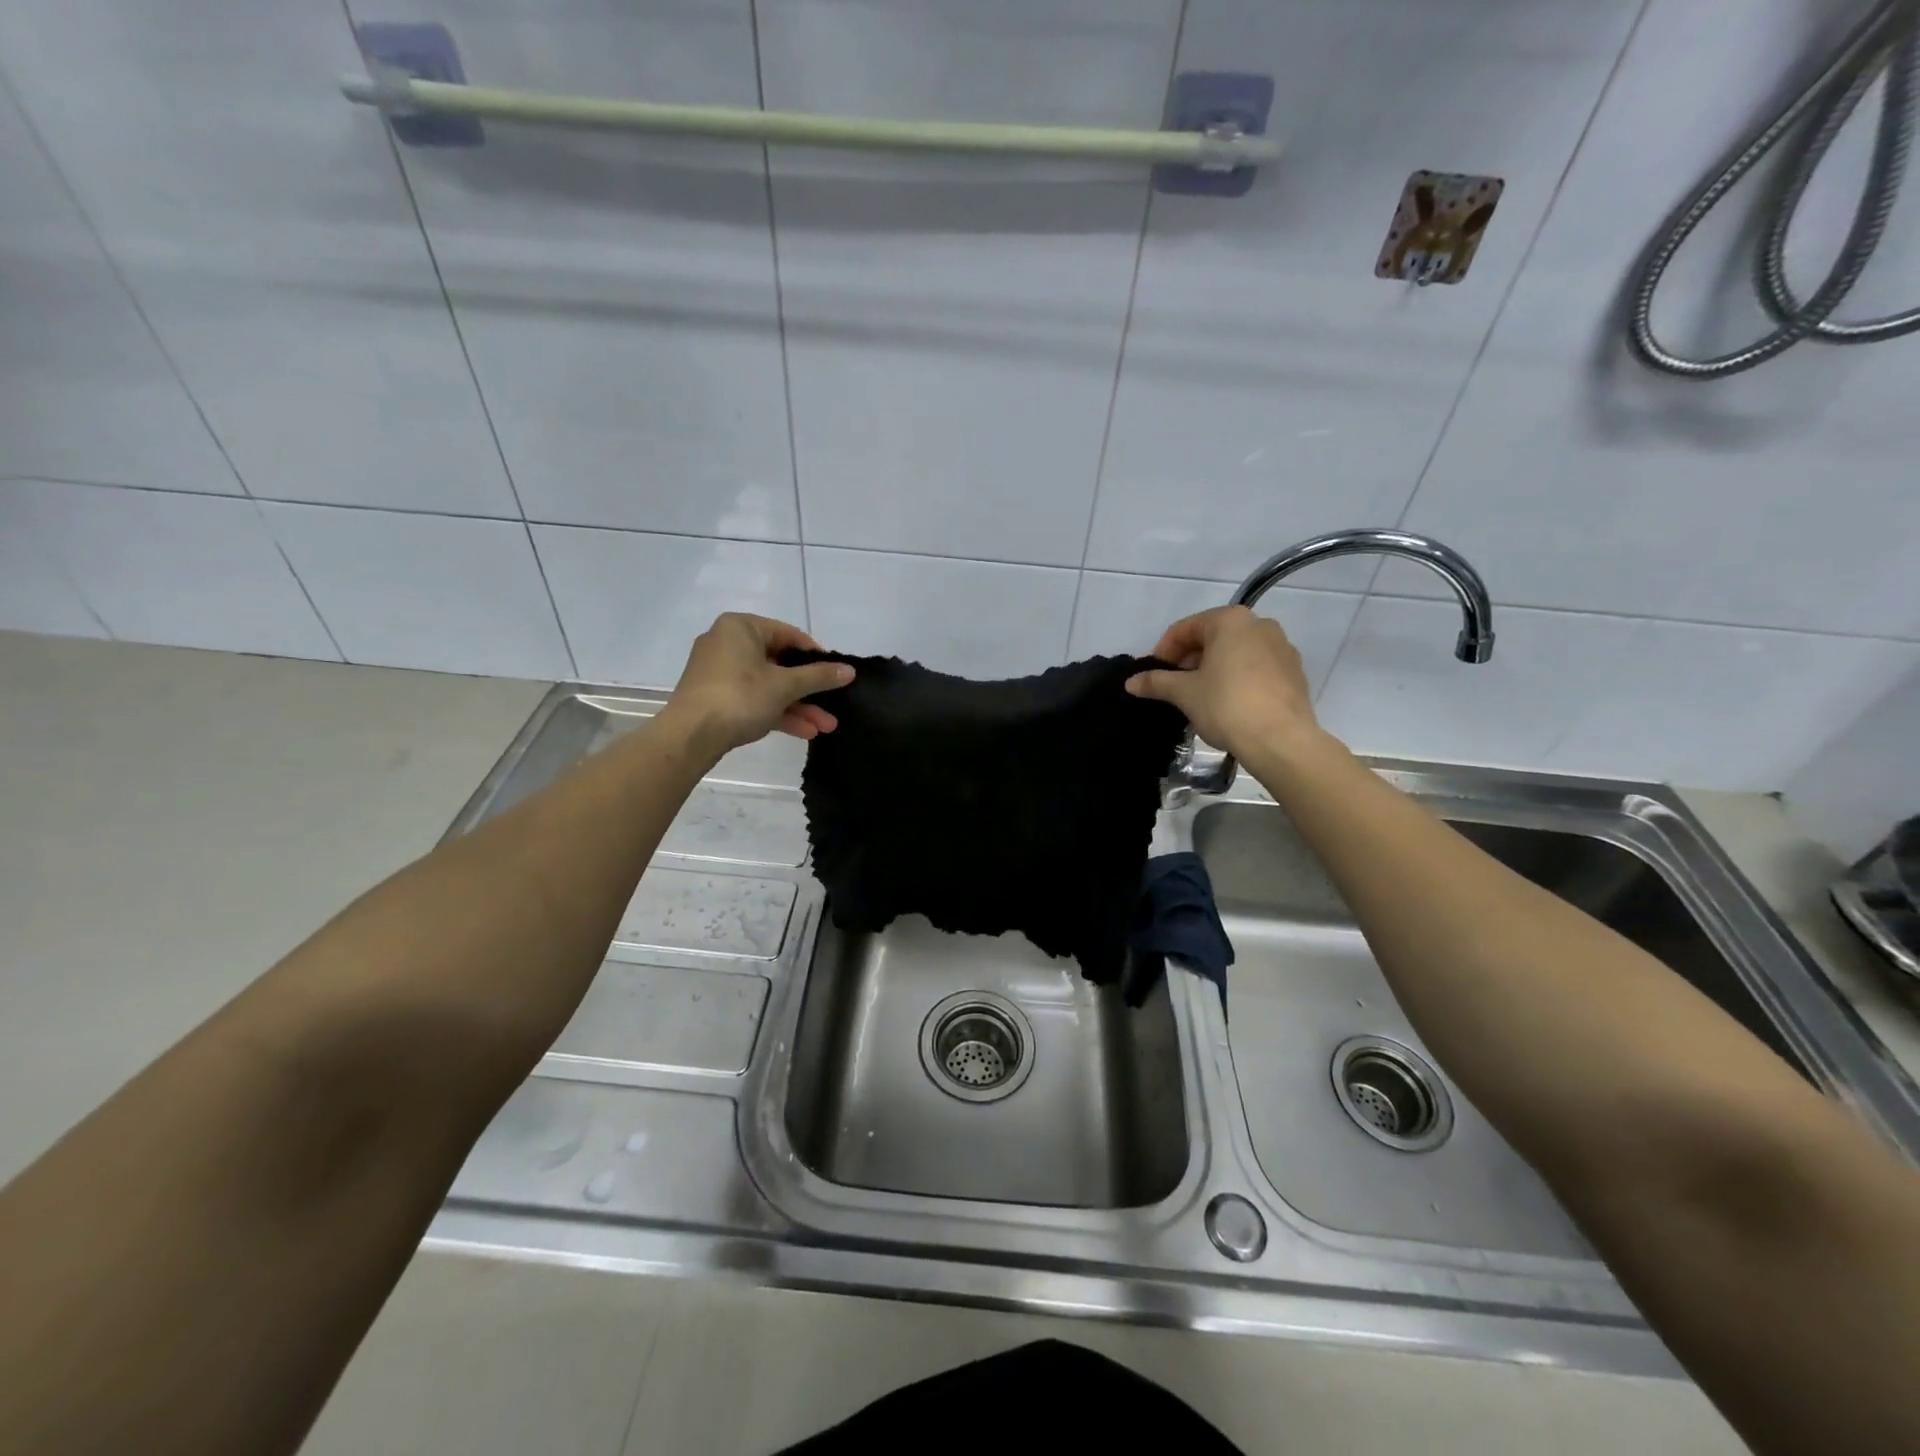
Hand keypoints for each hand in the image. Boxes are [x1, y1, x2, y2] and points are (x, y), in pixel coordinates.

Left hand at [664, 613, 853, 755]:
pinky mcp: (716, 697)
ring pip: (769, 686)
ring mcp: (720, 672)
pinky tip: (805, 731)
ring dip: (799, 706)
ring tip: (826, 727)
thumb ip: (819, 676)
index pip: (789, 635)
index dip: (816, 656)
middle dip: (810, 690)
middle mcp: (728, 643)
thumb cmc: (739, 696)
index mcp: (741, 628)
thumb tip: (850, 670)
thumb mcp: (785, 685)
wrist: (690, 735)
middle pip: (780, 664)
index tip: (836, 674)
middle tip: (834, 706)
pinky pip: (754, 699)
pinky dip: (777, 712)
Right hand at [1125, 606, 1318, 758]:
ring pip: (1236, 653)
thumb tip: (1131, 683)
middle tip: (1174, 687)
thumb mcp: (1184, 693)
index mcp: (1230, 620)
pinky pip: (1256, 669)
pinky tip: (1228, 705)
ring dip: (1213, 670)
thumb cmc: (1226, 705)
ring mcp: (1282, 648)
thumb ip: (1156, 682)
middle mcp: (1260, 625)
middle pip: (1212, 638)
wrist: (1281, 740)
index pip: (1185, 629)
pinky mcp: (1294, 672)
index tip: (1153, 676)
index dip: (1163, 652)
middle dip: (1189, 661)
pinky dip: (1237, 679)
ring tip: (1199, 698)